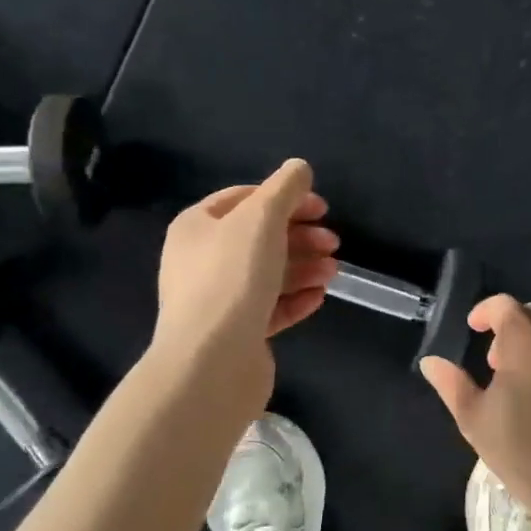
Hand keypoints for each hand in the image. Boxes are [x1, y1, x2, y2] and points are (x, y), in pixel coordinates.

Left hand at [154, 159, 338, 391]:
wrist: (211, 362)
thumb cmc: (233, 277)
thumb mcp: (262, 219)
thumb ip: (285, 188)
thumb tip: (299, 168)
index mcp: (197, 227)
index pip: (244, 198)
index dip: (285, 198)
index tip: (321, 208)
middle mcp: (201, 260)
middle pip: (259, 237)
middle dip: (300, 236)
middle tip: (333, 242)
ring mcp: (217, 299)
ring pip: (268, 273)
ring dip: (304, 267)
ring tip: (332, 272)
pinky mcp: (235, 333)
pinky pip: (269, 308)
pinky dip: (295, 299)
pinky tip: (318, 298)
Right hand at [419, 295, 530, 530]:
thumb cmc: (518, 447)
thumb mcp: (473, 417)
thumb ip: (450, 383)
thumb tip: (430, 361)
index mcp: (523, 341)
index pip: (504, 305)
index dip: (485, 311)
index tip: (474, 329)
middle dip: (512, 328)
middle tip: (497, 362)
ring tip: (526, 381)